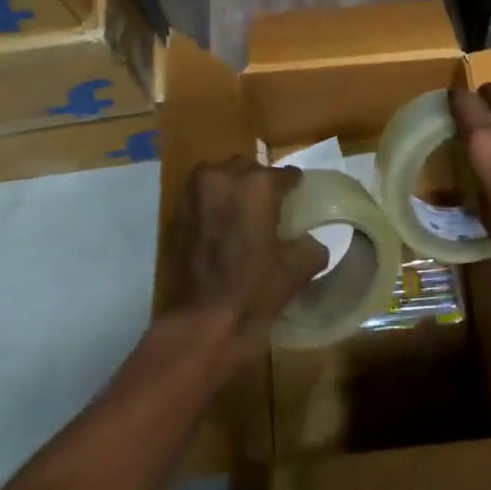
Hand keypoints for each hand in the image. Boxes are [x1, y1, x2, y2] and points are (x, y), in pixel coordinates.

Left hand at [160, 158, 324, 352]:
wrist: (201, 322)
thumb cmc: (253, 291)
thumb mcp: (296, 270)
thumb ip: (311, 247)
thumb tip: (312, 242)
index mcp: (258, 185)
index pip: (285, 174)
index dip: (294, 185)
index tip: (298, 196)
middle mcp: (224, 177)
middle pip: (249, 167)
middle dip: (260, 182)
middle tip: (270, 205)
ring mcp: (195, 192)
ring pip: (220, 175)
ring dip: (233, 186)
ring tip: (242, 210)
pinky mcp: (177, 212)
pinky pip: (200, 194)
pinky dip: (212, 201)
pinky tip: (221, 223)